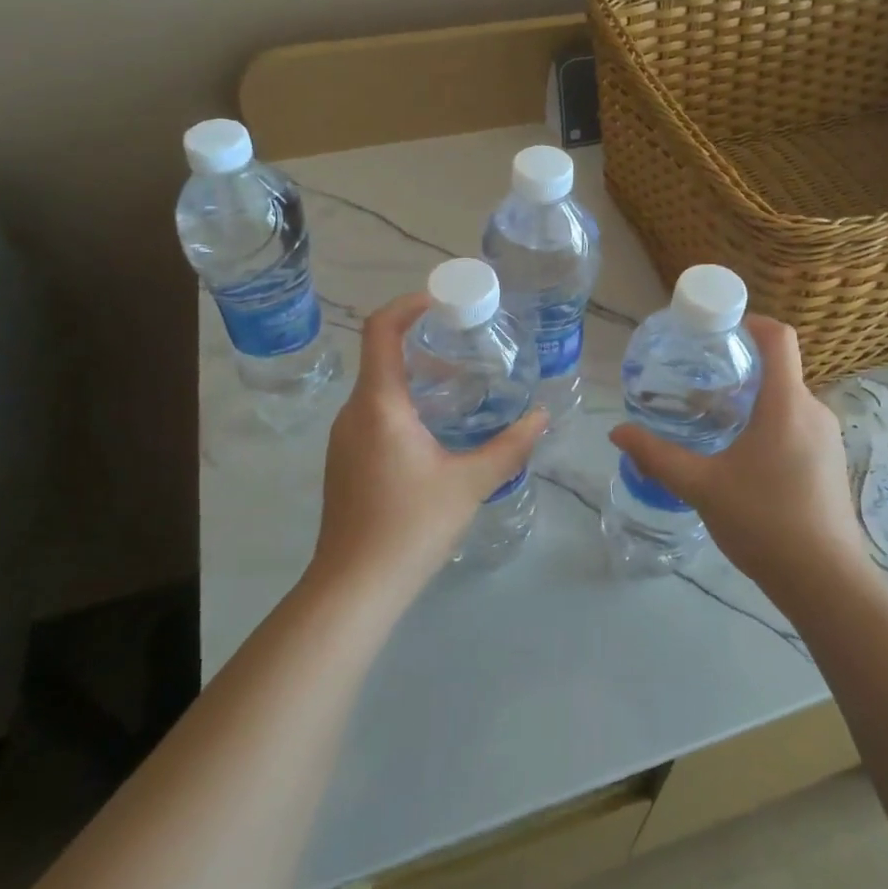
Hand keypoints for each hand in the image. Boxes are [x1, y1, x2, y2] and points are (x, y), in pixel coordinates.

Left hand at [310, 294, 546, 607]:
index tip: (443, 300)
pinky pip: (374, 414)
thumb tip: (542, 416)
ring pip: (379, 388)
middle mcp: (354, 412)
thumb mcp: (470, 483)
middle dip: (424, 344)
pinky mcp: (345, 461)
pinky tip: (437, 431)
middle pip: (382, 356)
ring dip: (417, 377)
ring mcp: (344, 438)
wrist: (354, 588)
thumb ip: (510, 446)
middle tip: (468, 345)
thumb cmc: (411, 526)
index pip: (382, 331)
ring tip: (462, 387)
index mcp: (379, 405)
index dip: (409, 305)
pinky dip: (405, 404)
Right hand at [609, 315, 869, 606]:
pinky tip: (742, 455)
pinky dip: (769, 423)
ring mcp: (828, 438)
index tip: (717, 328)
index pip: (778, 337)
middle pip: (779, 369)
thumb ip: (657, 456)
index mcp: (787, 403)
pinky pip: (797, 424)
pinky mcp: (831, 463)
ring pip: (787, 400)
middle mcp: (813, 410)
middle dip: (739, 368)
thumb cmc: (764, 521)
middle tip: (698, 380)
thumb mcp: (702, 486)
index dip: (750, 321)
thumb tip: (617, 432)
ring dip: (752, 399)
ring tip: (713, 419)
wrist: (825, 581)